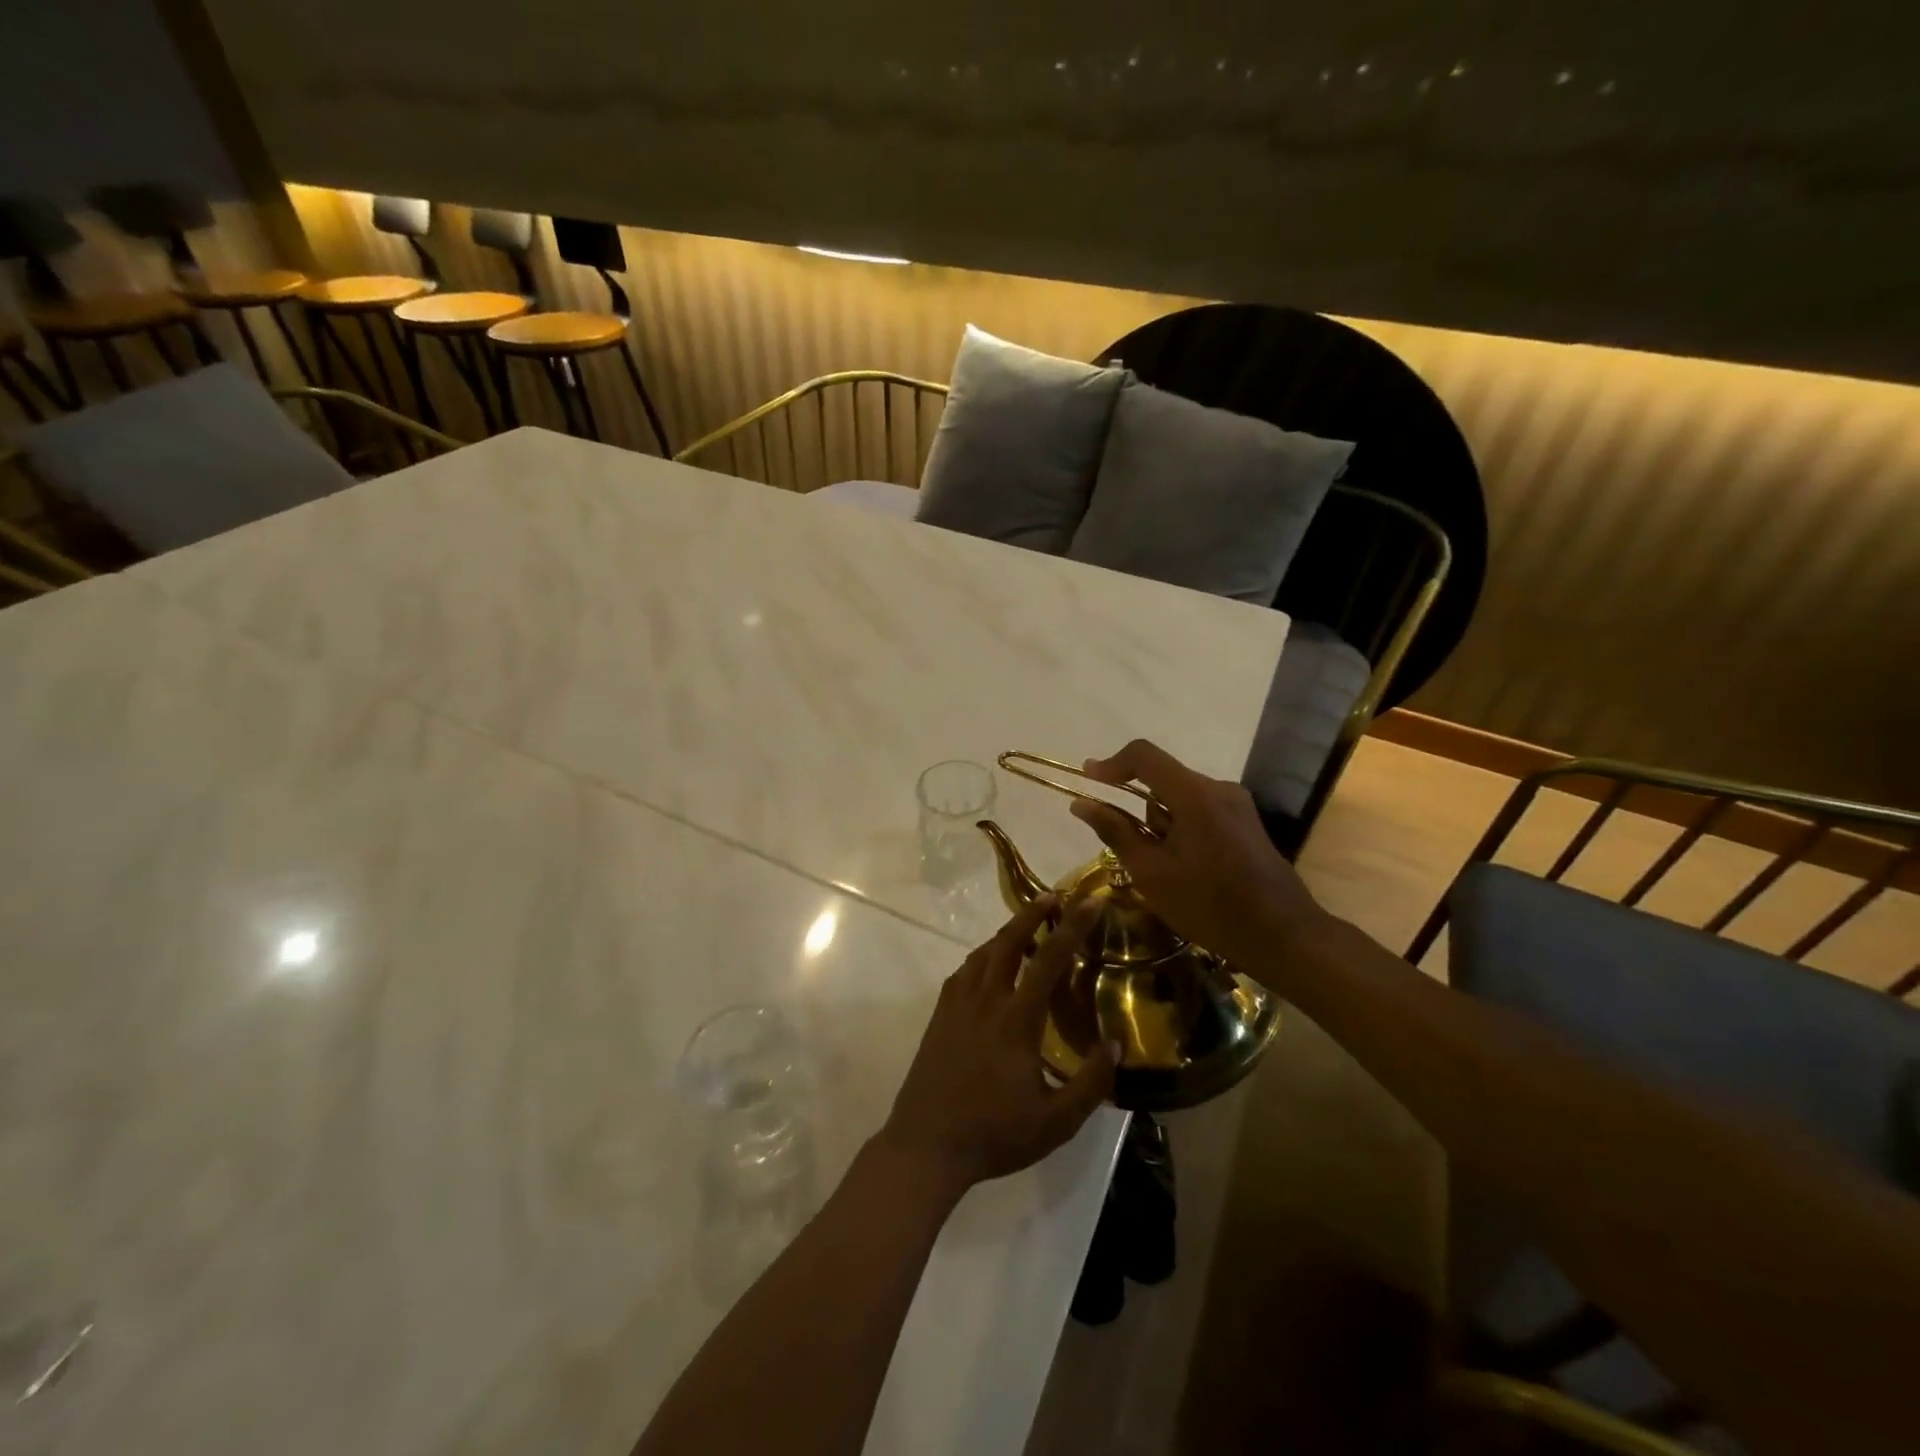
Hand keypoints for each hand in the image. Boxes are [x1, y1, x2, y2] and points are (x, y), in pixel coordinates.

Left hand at [878, 894, 1116, 1200]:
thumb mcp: (1056, 1121)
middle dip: (1032, 913)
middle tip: (1053, 897)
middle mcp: (985, 999)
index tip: (1090, 901)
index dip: (1073, 926)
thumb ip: (1091, 1082)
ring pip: (983, 953)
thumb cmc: (995, 1134)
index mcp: (1016, 1018)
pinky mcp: (940, 1016)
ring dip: (1007, 933)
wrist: (927, 1145)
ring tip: (1026, 928)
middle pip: (1009, 941)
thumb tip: (1117, 1043)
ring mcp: (957, 1004)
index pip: (1049, 958)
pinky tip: (989, 967)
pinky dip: (982, 957)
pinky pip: (964, 972)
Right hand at [1069, 739, 1324, 968]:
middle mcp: (1218, 789)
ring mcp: (1236, 805)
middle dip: (1139, 812)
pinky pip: (1200, 812)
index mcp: (1195, 795)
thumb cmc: (1210, 906)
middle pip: (1162, 781)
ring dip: (1162, 826)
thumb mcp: (1152, 873)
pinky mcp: (1245, 822)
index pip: (1144, 755)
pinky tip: (1189, 872)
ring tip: (1168, 874)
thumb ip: (1115, 832)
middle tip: (1136, 857)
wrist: (1283, 936)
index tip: (1087, 781)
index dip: (1111, 764)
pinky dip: (1182, 832)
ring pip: (1180, 800)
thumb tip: (1081, 804)